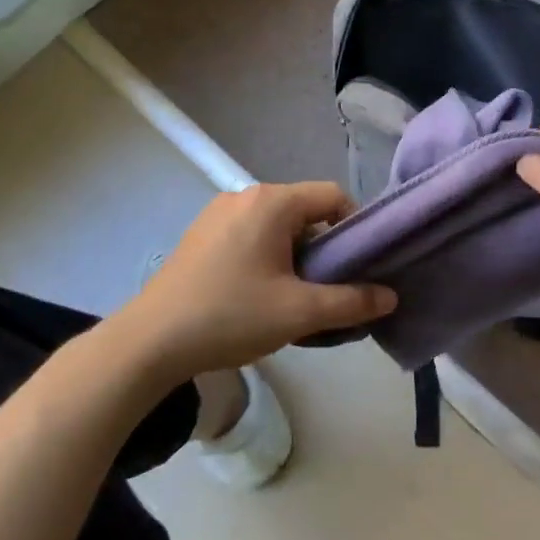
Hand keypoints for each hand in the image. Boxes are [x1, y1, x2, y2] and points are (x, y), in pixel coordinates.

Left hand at [115, 182, 395, 381]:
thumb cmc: (231, 316)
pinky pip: (251, 237)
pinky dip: (269, 259)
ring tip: (298, 297)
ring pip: (278, 227)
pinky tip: (261, 296)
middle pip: (305, 212)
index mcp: (271, 202)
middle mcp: (244, 197)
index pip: (333, 196)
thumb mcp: (300, 312)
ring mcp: (217, 215)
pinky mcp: (200, 237)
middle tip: (332, 288)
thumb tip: (390, 297)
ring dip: (297, 257)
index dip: (356, 228)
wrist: (150, 342)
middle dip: (326, 248)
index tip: (361, 266)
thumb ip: (352, 302)